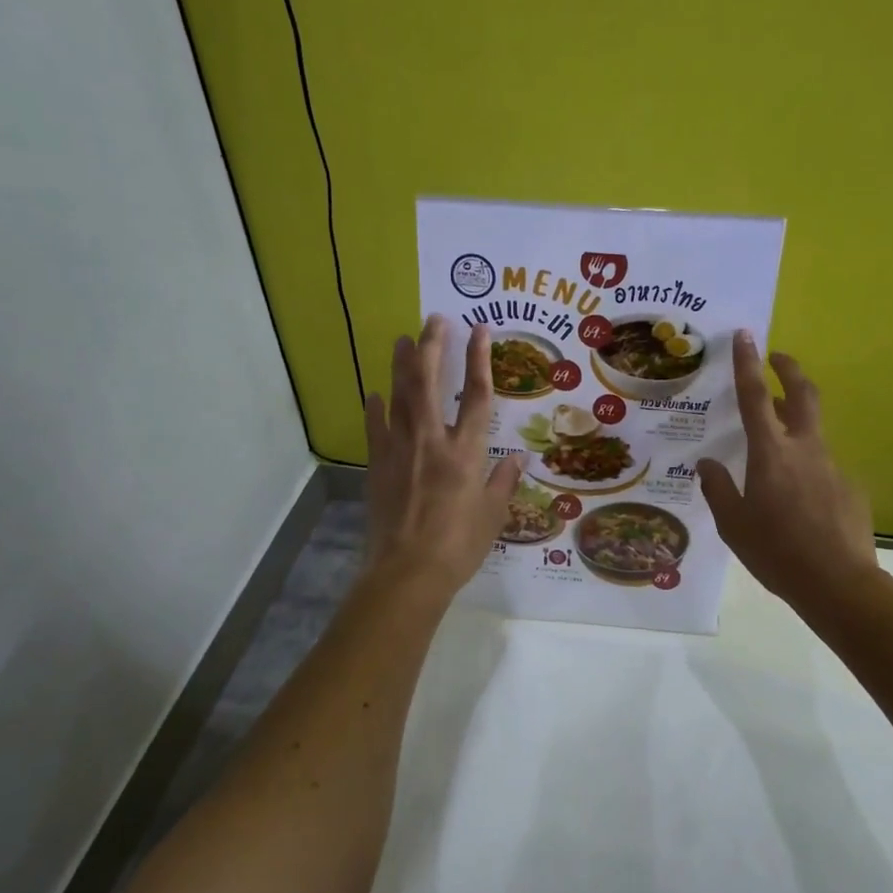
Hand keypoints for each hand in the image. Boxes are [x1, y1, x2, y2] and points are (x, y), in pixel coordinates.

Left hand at [364, 316, 520, 598]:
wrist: (407, 572)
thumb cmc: (458, 546)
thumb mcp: (493, 516)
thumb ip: (504, 483)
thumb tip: (517, 459)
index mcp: (466, 453)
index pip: (478, 396)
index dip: (481, 360)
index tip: (480, 330)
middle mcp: (432, 442)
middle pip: (431, 383)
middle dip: (434, 347)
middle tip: (435, 319)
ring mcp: (400, 451)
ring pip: (400, 397)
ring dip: (402, 366)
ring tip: (402, 340)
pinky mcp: (377, 466)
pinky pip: (375, 429)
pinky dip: (376, 409)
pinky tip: (375, 394)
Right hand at [697, 334, 877, 610]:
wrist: (839, 585)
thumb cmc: (777, 553)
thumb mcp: (734, 525)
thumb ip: (719, 489)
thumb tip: (708, 465)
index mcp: (771, 454)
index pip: (755, 397)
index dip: (747, 364)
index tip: (746, 335)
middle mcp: (805, 449)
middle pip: (802, 394)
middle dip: (789, 369)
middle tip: (777, 357)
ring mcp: (832, 466)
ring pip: (814, 430)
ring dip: (796, 420)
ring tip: (776, 440)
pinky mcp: (850, 487)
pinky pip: (823, 467)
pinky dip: (808, 468)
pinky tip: (800, 500)